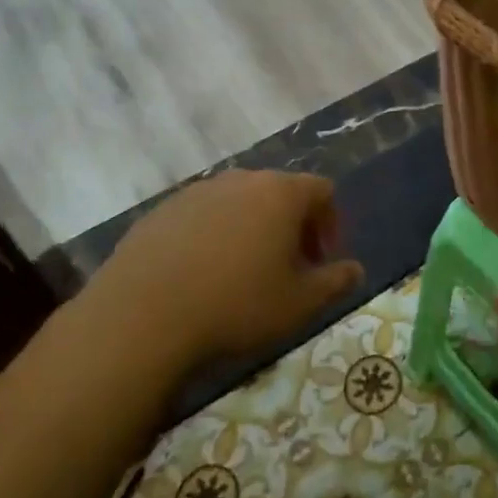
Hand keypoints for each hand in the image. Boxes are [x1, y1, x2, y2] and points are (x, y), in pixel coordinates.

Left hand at [79, 169, 362, 370]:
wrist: (141, 317)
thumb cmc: (236, 306)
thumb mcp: (299, 304)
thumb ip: (335, 282)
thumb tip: (356, 269)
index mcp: (281, 193)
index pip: (322, 191)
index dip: (330, 223)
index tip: (321, 261)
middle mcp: (241, 180)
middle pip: (280, 192)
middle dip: (292, 226)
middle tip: (288, 268)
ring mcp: (197, 191)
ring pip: (239, 203)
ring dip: (252, 229)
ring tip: (243, 273)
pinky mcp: (162, 210)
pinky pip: (202, 216)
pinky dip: (213, 236)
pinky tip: (201, 276)